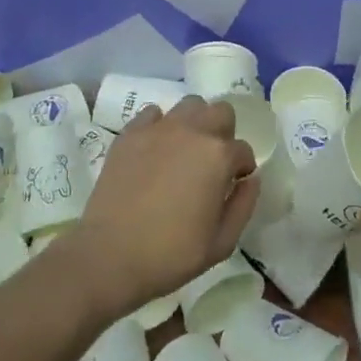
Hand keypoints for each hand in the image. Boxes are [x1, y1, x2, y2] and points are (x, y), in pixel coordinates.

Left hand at [64, 96, 258, 316]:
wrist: (110, 255)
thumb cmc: (171, 254)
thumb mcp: (222, 243)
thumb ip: (244, 205)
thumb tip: (250, 179)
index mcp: (218, 156)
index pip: (243, 150)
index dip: (241, 169)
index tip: (233, 185)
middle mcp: (192, 131)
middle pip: (221, 111)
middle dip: (224, 133)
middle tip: (213, 162)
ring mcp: (158, 128)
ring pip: (189, 105)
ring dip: (195, 123)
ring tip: (185, 151)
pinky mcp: (130, 133)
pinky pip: (153, 114)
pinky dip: (160, 126)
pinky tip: (156, 150)